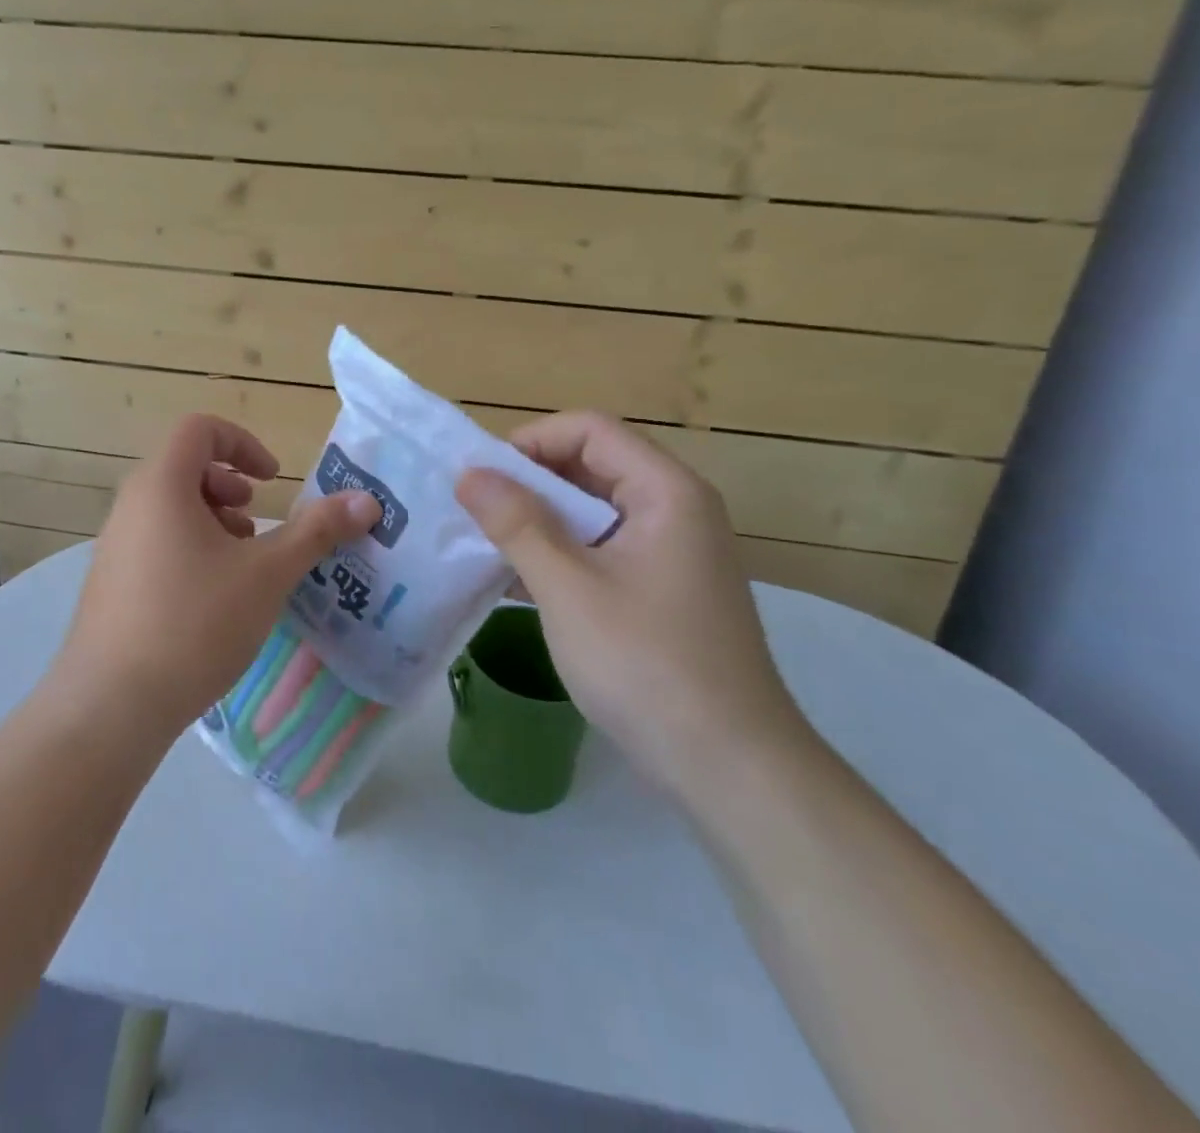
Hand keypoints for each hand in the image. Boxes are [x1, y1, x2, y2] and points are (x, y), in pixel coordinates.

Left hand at [52, 414, 380, 733]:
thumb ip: (317, 531)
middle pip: (183, 467)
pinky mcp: (110, 583)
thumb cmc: (195, 622)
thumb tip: (367, 501)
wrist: (111, 705)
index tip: (272, 480)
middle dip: (230, 486)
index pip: (199, 428)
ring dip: (213, 520)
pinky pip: (154, 542)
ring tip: (240, 564)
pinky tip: (212, 600)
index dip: (242, 442)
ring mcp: (114, 545)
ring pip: (169, 508)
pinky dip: (190, 548)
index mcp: (161, 485)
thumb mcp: (267, 573)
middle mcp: (130, 505)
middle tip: (256, 523)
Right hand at [455, 412, 809, 800]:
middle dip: (528, 484)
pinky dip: (559, 556)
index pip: (590, 430)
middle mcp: (675, 510)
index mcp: (666, 492)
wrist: (730, 769)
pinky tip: (514, 582)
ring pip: (592, 512)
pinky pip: (601, 551)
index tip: (482, 479)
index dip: (530, 442)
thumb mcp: (568, 588)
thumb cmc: (646, 665)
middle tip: (473, 512)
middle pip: (591, 466)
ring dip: (538, 523)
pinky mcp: (661, 592)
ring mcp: (670, 554)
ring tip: (484, 545)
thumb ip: (516, 523)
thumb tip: (469, 473)